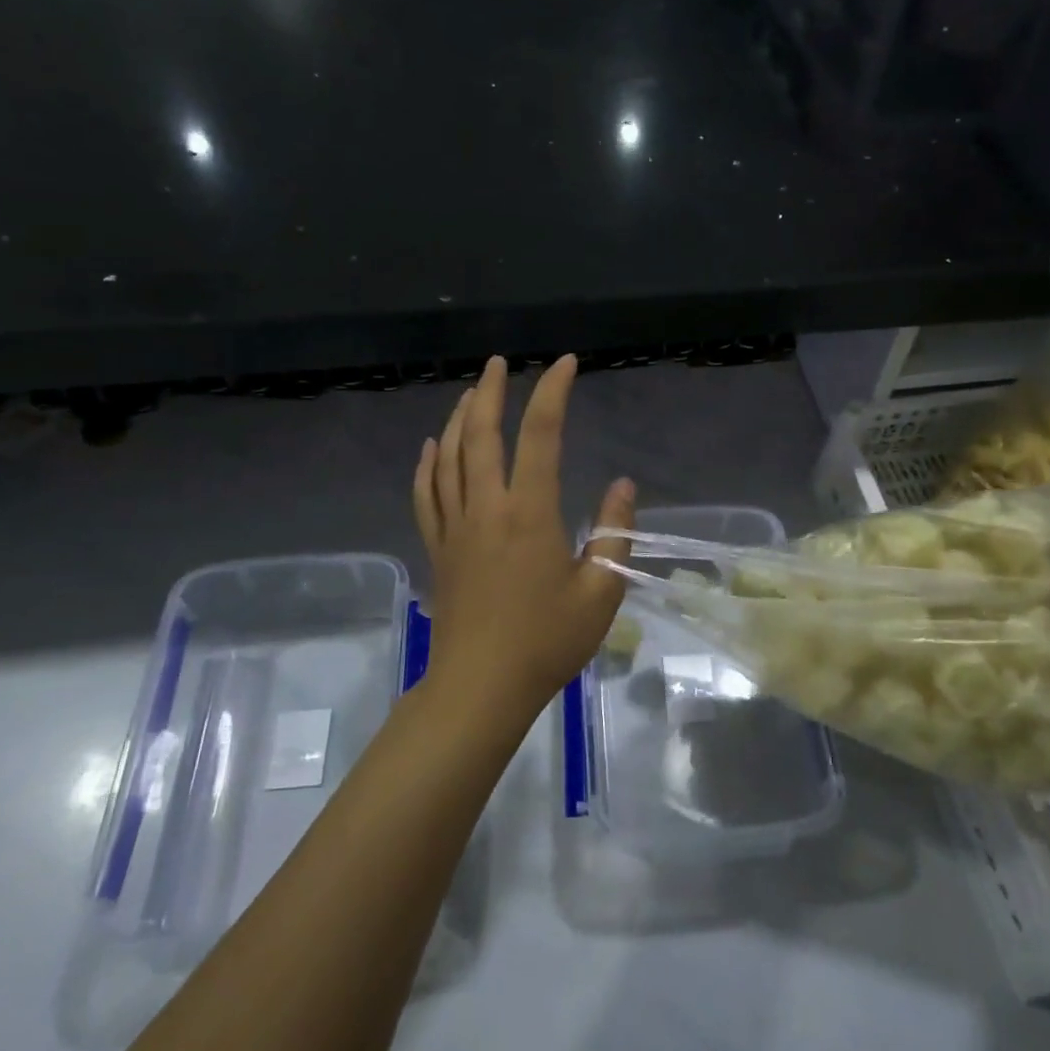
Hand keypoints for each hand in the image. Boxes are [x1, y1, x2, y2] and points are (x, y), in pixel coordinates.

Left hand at [412, 355, 633, 720]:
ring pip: (447, 458)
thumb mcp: (600, 592)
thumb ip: (613, 533)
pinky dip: (426, 465)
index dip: (552, 392)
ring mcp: (454, 527)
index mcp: (529, 513)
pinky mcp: (438, 548)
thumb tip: (623, 485)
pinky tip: (430, 448)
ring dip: (457, 418)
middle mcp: (486, 508)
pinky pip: (426, 495)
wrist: (481, 687)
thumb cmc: (547, 642)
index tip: (565, 363)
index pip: (541, 435)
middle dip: (489, 392)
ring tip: (469, 393)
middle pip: (479, 434)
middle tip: (498, 363)